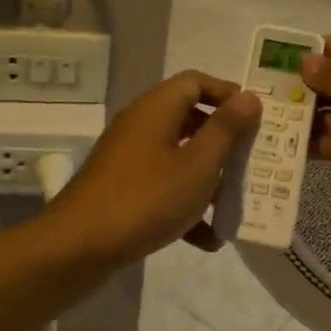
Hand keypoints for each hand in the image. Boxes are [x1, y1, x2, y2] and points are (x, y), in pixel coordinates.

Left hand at [44, 71, 260, 263]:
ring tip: (234, 206)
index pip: (195, 81)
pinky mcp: (122, 189)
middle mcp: (141, 125)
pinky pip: (162, 187)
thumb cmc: (146, 199)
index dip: (227, 94)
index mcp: (157, 109)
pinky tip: (207, 240)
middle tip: (251, 161)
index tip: (254, 119)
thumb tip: (248, 96)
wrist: (76, 248)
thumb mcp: (198, 166)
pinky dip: (185, 206)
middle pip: (189, 119)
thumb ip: (226, 130)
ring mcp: (129, 159)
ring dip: (208, 179)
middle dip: (223, 142)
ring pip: (179, 157)